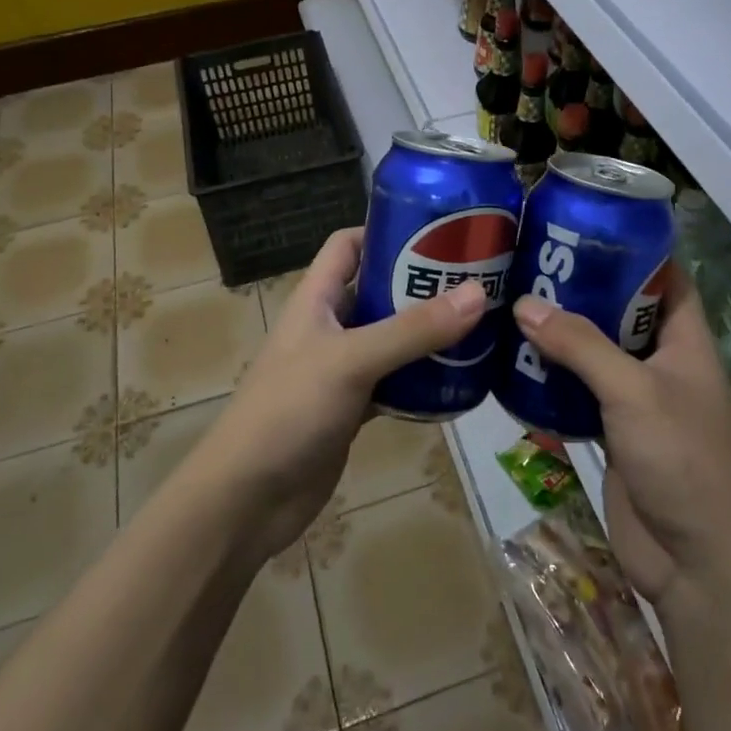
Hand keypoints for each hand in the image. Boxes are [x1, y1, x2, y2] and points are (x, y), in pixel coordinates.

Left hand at [200, 227, 487, 560]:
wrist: (247, 500)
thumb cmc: (289, 411)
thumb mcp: (352, 360)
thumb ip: (413, 330)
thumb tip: (479, 292)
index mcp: (316, 299)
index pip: (348, 245)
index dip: (386, 231)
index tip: (439, 231)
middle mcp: (329, 327)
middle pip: (379, 290)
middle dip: (423, 284)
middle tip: (479, 280)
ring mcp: (341, 370)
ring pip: (392, 339)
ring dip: (429, 334)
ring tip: (482, 325)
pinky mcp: (352, 408)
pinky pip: (395, 383)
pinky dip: (422, 380)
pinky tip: (460, 380)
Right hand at [513, 264, 730, 609]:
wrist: (695, 561)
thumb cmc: (681, 460)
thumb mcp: (632, 392)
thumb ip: (580, 346)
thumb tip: (524, 303)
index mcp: (686, 341)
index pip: (666, 278)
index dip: (634, 249)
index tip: (585, 226)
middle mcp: (663, 363)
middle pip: (623, 312)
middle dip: (582, 288)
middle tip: (532, 260)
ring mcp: (638, 399)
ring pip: (597, 352)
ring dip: (562, 333)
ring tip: (514, 300)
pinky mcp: (613, 431)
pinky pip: (581, 391)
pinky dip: (553, 376)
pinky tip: (515, 359)